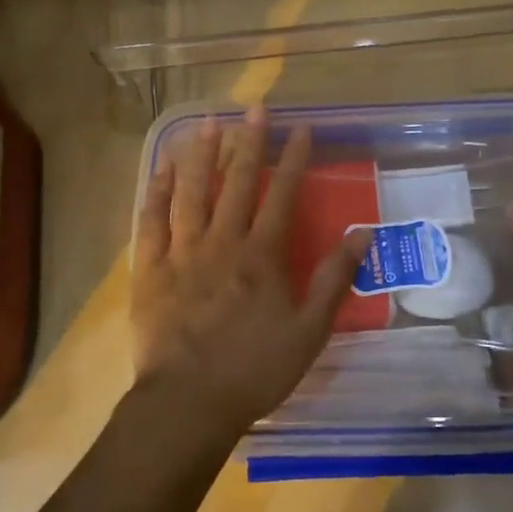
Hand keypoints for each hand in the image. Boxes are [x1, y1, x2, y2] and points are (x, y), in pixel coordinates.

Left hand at [130, 108, 369, 442]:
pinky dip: (157, 191)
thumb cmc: (254, 370)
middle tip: (255, 108)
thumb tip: (362, 235)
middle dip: (249, 143)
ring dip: (201, 155)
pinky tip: (162, 168)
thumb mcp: (309, 331)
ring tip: (208, 122)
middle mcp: (222, 243)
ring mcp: (182, 252)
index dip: (294, 159)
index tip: (302, 128)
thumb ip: (333, 279)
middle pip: (237, 183)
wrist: (188, 403)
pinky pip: (152, 220)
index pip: (283, 196)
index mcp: (261, 257)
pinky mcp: (151, 268)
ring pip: (192, 192)